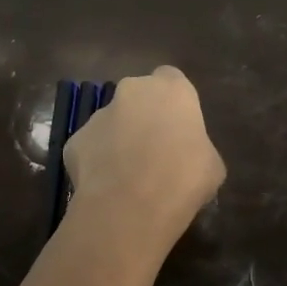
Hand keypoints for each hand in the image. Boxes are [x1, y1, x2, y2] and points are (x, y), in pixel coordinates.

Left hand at [64, 67, 225, 250]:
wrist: (132, 205)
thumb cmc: (184, 178)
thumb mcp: (212, 166)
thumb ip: (198, 149)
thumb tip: (191, 159)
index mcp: (171, 89)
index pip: (171, 80)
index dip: (174, 104)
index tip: (178, 128)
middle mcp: (132, 91)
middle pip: (137, 98)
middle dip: (143, 118)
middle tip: (154, 152)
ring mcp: (98, 115)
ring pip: (111, 123)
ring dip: (118, 141)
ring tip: (129, 177)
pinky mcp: (74, 141)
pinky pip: (90, 149)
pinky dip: (97, 164)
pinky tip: (108, 188)